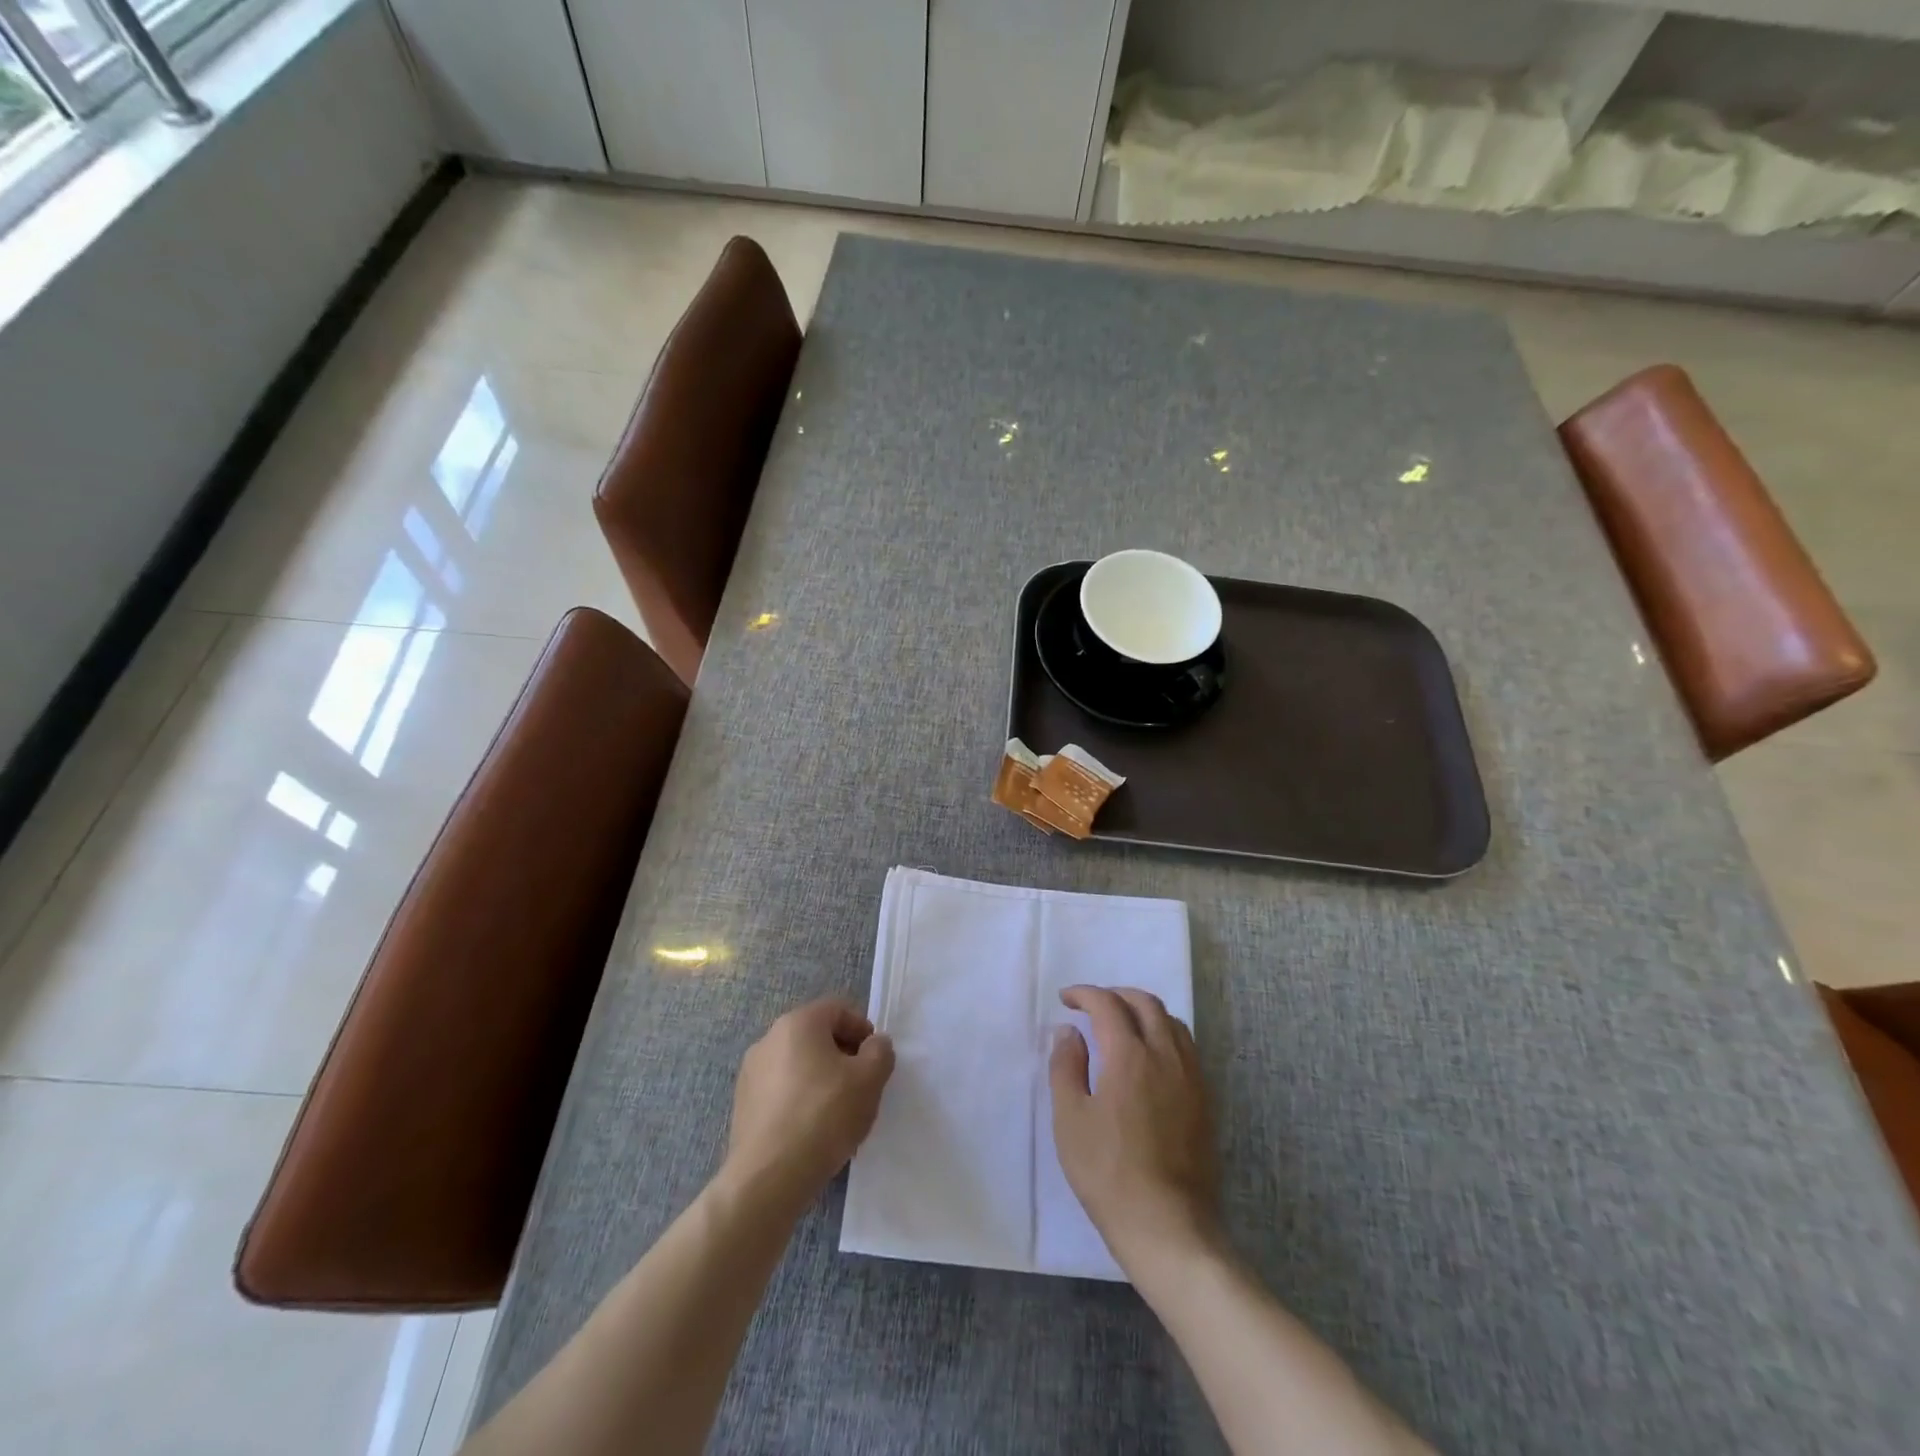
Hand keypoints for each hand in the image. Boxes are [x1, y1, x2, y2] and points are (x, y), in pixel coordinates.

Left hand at [724, 998, 894, 1212]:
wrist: (768, 1178)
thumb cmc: (824, 1115)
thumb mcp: (869, 1079)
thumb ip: (880, 1052)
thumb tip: (874, 1045)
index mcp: (797, 1023)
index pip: (837, 1010)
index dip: (862, 1029)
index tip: (875, 1059)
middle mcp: (769, 1039)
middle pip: (816, 1037)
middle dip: (843, 1056)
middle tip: (862, 1086)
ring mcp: (751, 1073)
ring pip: (799, 1066)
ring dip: (822, 1080)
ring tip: (839, 1114)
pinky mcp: (743, 1106)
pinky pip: (782, 1092)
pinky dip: (801, 1101)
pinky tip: (813, 1132)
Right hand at [1050, 986, 1218, 1272]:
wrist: (1167, 1226)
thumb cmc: (1109, 1173)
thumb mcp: (1070, 1120)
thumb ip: (1066, 1067)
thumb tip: (1068, 1032)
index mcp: (1130, 1056)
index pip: (1108, 1005)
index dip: (1084, 994)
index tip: (1065, 999)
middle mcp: (1166, 1056)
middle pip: (1146, 1003)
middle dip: (1116, 995)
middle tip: (1092, 1006)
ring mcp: (1191, 1077)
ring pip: (1172, 1022)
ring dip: (1143, 1011)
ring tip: (1121, 1025)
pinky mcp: (1205, 1100)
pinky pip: (1186, 1047)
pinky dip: (1164, 1034)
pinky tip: (1149, 1056)